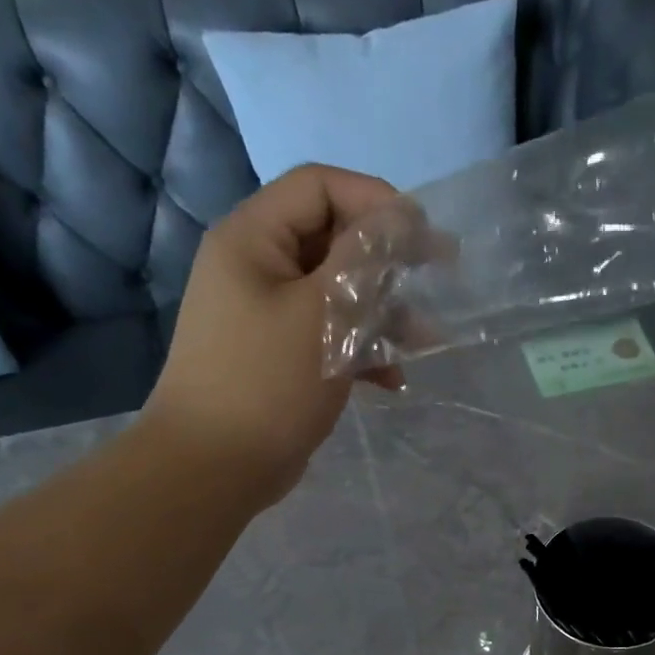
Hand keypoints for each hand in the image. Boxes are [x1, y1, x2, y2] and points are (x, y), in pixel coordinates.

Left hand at [142, 165, 403, 506]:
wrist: (214, 466)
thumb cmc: (267, 383)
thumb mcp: (321, 315)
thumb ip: (361, 260)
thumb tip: (400, 219)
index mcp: (253, 239)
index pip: (319, 188)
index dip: (375, 200)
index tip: (424, 233)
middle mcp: (257, 267)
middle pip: (332, 239)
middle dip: (387, 260)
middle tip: (439, 274)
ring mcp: (267, 315)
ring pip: (337, 292)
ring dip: (383, 311)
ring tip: (424, 339)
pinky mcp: (281, 357)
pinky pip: (329, 335)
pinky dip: (363, 350)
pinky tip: (393, 380)